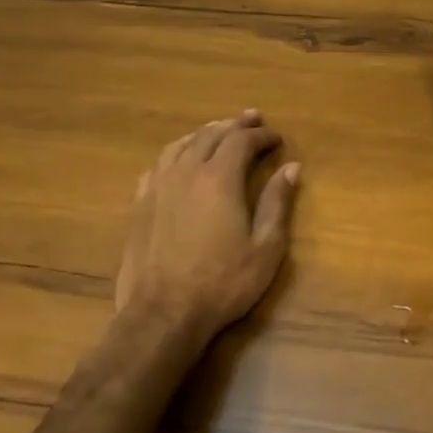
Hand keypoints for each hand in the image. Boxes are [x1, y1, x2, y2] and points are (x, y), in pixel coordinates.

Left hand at [108, 110, 300, 360]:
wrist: (163, 314)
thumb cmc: (223, 282)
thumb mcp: (265, 247)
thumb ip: (277, 203)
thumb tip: (292, 168)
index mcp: (220, 179)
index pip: (241, 141)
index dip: (261, 135)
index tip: (277, 138)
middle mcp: (186, 173)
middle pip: (210, 135)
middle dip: (234, 125)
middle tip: (252, 118)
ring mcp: (158, 187)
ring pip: (181, 145)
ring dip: (203, 133)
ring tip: (217, 131)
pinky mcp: (140, 205)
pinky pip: (158, 165)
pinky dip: (176, 154)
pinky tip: (179, 160)